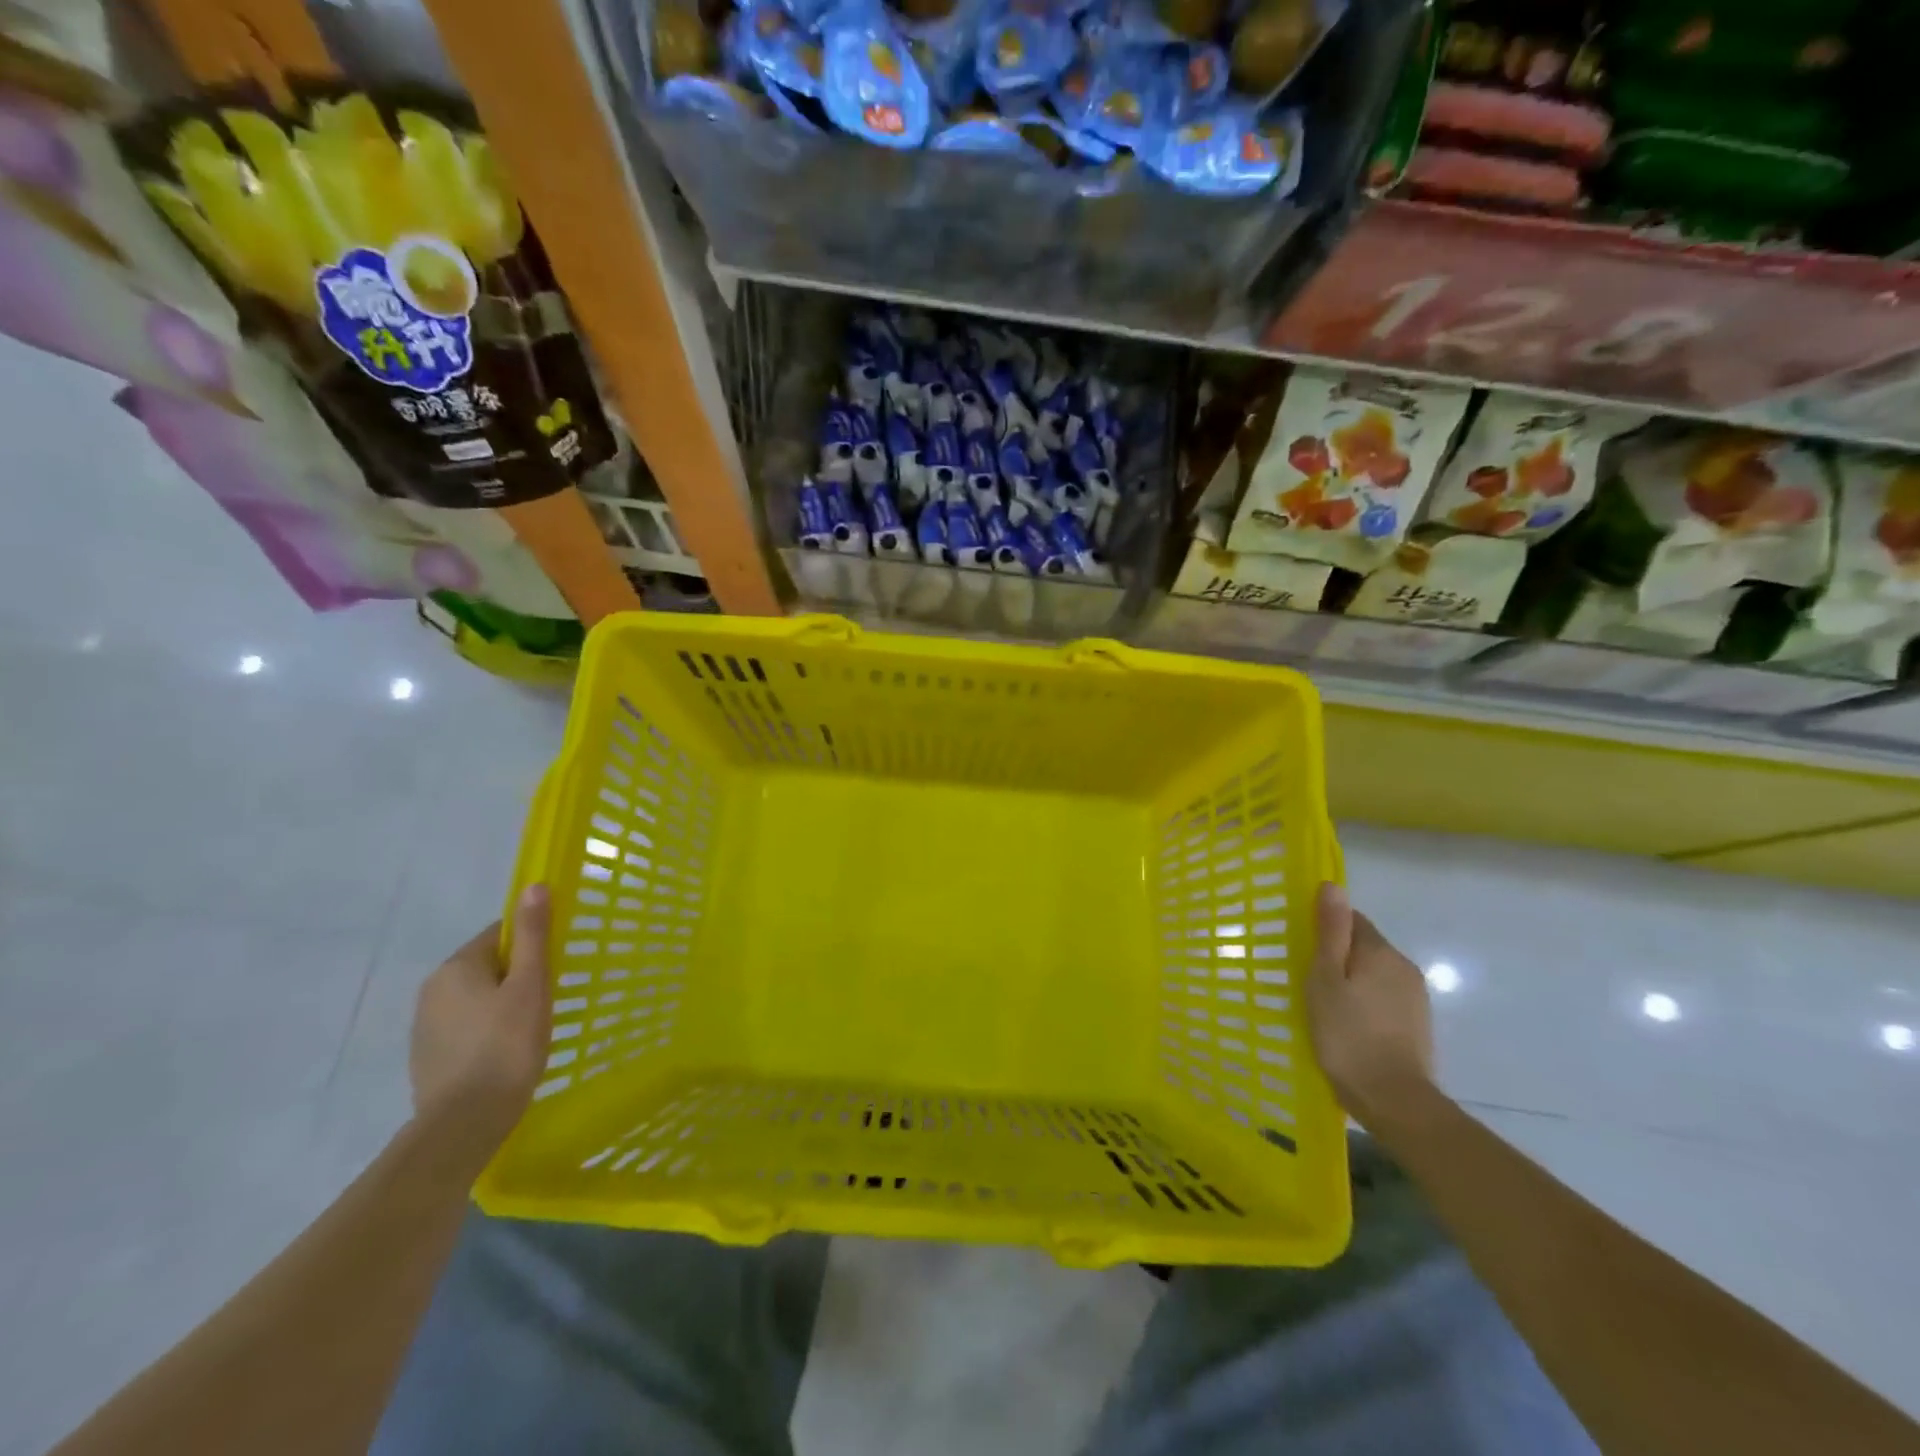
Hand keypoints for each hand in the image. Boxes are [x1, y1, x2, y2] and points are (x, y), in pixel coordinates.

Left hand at [409, 884, 552, 1165]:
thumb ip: (533, 934)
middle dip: (518, 977)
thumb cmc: (506, 1046)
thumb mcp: (531, 985)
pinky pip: (466, 1028)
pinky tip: (505, 1054)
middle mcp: (433, 989)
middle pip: (488, 966)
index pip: (501, 935)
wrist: (464, 1123)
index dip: (532, 946)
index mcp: (457, 966)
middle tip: (547, 1002)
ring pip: (477, 999)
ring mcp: (425, 1026)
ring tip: (529, 1032)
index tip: (553, 969)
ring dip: (502, 1006)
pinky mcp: (428, 1057)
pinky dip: (487, 1032)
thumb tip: (534, 885)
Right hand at [1306, 882, 1434, 1126]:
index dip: (1325, 930)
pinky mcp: (1417, 1024)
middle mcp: (1404, 967)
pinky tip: (1349, 1026)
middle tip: (1308, 982)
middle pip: (1364, 946)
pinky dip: (1365, 1003)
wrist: (1394, 1100)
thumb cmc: (1347, 1034)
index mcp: (1381, 951)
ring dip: (1351, 981)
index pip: (1351, 919)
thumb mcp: (1325, 979)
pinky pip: (1383, 998)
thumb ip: (1330, 932)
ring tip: (1326, 1006)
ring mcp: (1415, 998)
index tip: (1303, 951)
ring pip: (1374, 974)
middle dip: (1338, 957)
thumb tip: (1332, 885)